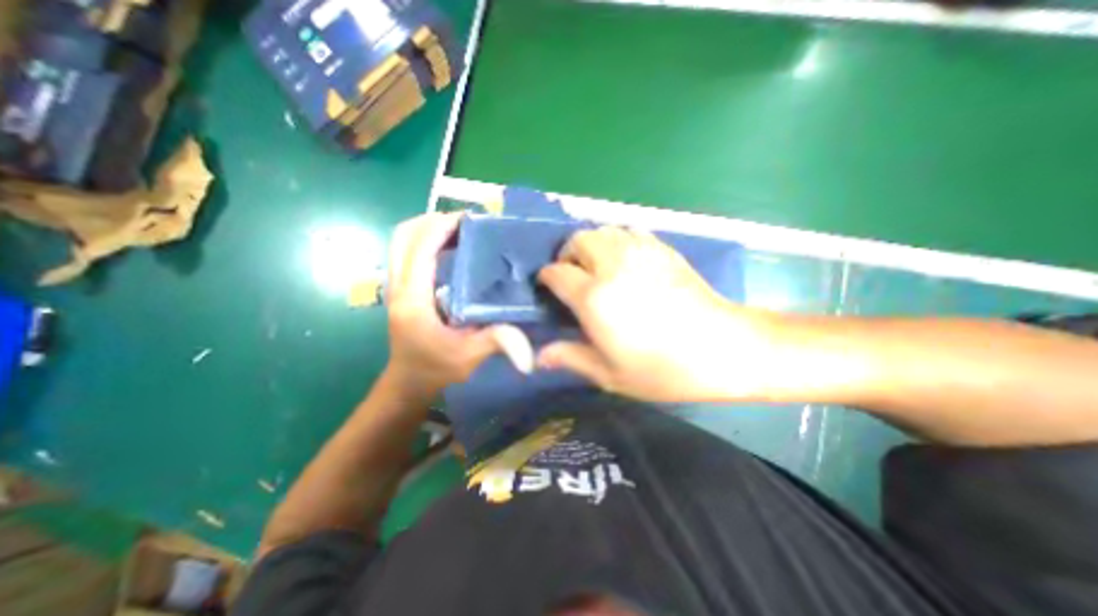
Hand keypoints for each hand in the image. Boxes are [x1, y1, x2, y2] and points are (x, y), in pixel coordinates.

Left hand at [383, 217, 523, 395]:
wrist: (408, 383)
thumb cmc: (436, 369)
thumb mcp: (469, 357)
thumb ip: (497, 344)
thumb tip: (529, 351)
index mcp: (413, 298)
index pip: (420, 248)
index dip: (442, 227)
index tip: (471, 220)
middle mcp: (398, 285)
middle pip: (404, 235)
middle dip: (434, 220)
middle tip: (467, 224)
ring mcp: (395, 285)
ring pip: (402, 241)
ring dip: (429, 228)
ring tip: (462, 231)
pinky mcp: (400, 288)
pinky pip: (407, 252)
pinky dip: (426, 241)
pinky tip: (452, 249)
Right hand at [538, 225, 774, 403]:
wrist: (723, 348)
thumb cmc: (663, 369)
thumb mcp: (610, 374)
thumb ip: (571, 358)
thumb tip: (540, 357)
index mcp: (594, 297)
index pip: (556, 272)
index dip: (547, 277)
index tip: (548, 288)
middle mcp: (612, 265)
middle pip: (577, 240)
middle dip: (567, 255)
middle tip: (573, 277)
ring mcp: (640, 252)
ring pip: (603, 230)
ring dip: (592, 245)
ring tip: (597, 267)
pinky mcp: (663, 249)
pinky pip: (630, 231)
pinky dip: (618, 241)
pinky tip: (626, 262)